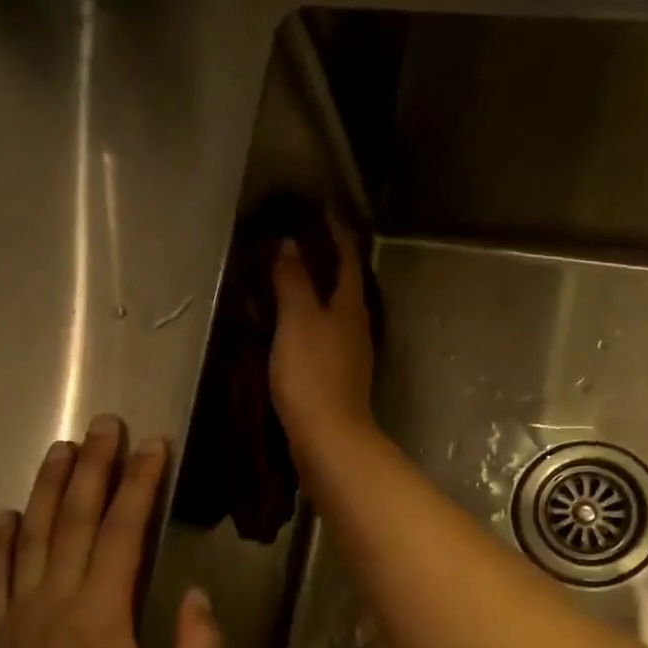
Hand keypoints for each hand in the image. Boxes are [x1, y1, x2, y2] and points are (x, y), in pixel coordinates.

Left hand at [0, 415, 219, 647]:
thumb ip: (197, 646)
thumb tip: (193, 594)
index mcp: (101, 615)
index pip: (123, 532)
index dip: (139, 484)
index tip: (152, 445)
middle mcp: (56, 602)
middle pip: (75, 519)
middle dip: (93, 467)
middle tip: (105, 425)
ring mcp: (21, 615)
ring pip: (33, 536)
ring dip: (48, 488)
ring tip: (62, 449)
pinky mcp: (1, 634)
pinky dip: (0, 542)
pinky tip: (7, 514)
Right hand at [270, 216, 373, 447]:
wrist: (328, 437)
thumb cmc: (311, 373)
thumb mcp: (297, 321)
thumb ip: (293, 282)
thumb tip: (290, 244)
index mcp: (350, 307)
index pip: (348, 259)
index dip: (337, 232)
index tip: (323, 209)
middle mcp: (357, 326)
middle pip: (346, 285)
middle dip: (328, 261)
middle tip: (302, 241)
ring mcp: (350, 354)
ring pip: (336, 312)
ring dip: (318, 292)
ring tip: (293, 279)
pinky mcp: (337, 377)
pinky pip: (324, 336)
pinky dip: (310, 321)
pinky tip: (292, 327)